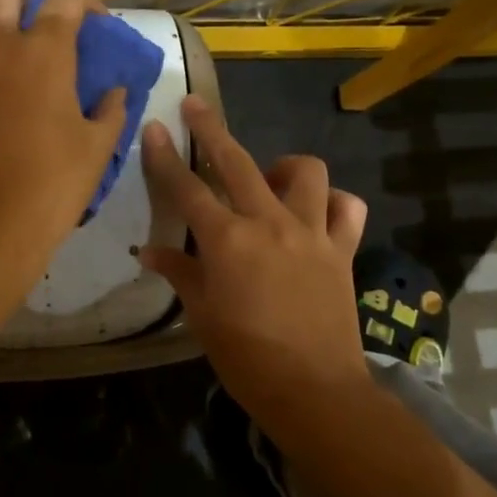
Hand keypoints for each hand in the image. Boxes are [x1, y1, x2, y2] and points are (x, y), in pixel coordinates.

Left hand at [0, 0, 126, 284]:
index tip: (100, 27)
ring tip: (36, 76)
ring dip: (11, 37)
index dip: (87, 5)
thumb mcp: (96, 148)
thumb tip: (115, 92)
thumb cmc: (51, 186)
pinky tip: (12, 107)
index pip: (63, 0)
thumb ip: (111, 110)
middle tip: (55, 32)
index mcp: (42, 54)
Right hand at [138, 97, 370, 425]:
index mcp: (227, 241)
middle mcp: (269, 223)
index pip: (187, 189)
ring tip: (270, 180)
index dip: (165, 157)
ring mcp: (311, 232)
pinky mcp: (341, 249)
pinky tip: (319, 212)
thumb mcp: (203, 316)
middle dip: (211, 129)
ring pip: (305, 172)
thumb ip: (180, 273)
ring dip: (284, 166)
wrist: (314, 389)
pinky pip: (347, 208)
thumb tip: (149, 252)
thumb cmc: (247, 358)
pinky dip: (334, 202)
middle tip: (195, 106)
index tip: (154, 126)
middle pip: (236, 161)